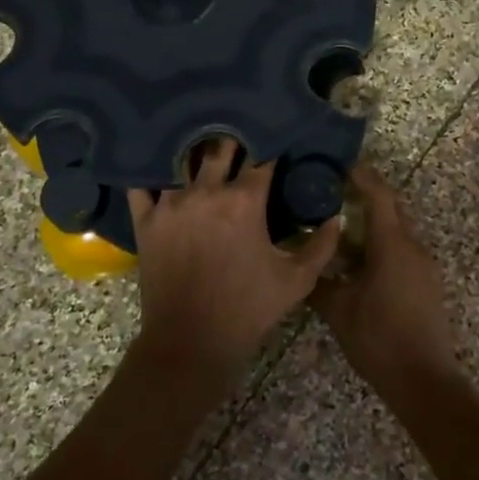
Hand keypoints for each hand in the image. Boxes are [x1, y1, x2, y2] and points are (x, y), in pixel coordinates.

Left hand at [128, 138, 341, 380]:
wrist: (191, 342)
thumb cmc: (248, 310)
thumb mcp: (297, 280)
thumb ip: (322, 245)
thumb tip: (336, 218)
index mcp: (245, 201)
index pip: (262, 157)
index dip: (271, 145)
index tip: (276, 140)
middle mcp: (206, 191)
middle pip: (220, 147)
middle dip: (234, 140)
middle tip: (240, 137)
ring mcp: (170, 204)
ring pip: (182, 159)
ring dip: (195, 151)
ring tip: (201, 145)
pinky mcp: (146, 220)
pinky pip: (142, 184)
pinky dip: (151, 173)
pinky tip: (159, 168)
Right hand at [310, 165, 461, 397]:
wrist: (424, 380)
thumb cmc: (379, 340)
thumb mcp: (338, 311)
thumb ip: (318, 282)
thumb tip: (300, 264)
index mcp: (393, 245)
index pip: (378, 195)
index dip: (361, 175)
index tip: (339, 161)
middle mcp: (413, 246)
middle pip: (391, 207)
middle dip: (365, 193)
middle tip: (332, 187)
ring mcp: (423, 265)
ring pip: (396, 229)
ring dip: (371, 221)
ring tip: (338, 221)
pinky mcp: (425, 282)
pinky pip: (401, 249)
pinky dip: (379, 243)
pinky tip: (355, 257)